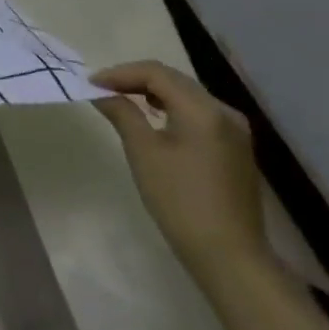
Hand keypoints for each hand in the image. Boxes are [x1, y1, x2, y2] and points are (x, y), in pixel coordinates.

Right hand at [90, 60, 269, 280]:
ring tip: (124, 100)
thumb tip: (101, 92)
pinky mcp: (236, 148)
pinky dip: (172, 108)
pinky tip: (155, 119)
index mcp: (203, 109)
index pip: (156, 73)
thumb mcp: (143, 152)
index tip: (91, 83)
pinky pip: (199, 113)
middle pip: (174, 80)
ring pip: (187, 95)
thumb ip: (122, 112)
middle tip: (103, 89)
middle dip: (136, 79)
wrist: (229, 257)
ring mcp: (235, 130)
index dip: (120, 73)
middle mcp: (224, 111)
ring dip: (153, 92)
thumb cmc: (180, 200)